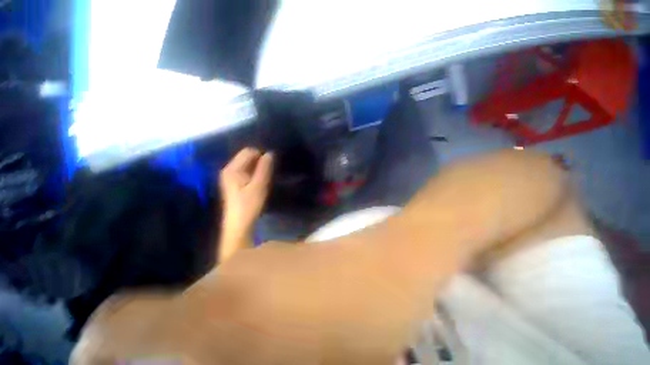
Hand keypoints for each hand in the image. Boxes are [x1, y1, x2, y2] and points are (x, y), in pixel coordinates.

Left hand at [219, 148, 272, 260]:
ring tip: (265, 178)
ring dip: (257, 168)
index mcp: (232, 169)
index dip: (261, 156)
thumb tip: (269, 153)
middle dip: (259, 161)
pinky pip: (246, 170)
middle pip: (246, 156)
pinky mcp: (233, 182)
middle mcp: (228, 169)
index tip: (270, 167)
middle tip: (268, 173)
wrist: (239, 224)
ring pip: (247, 164)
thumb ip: (264, 168)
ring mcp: (230, 176)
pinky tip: (259, 182)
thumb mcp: (259, 185)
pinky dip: (254, 173)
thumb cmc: (249, 205)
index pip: (248, 151)